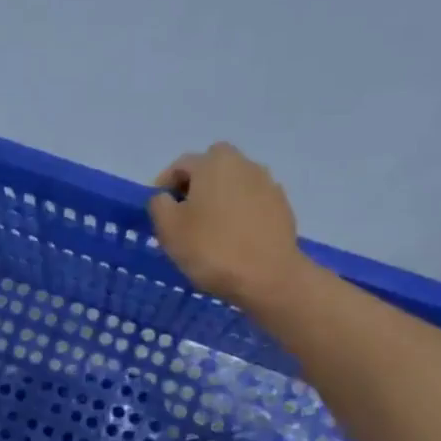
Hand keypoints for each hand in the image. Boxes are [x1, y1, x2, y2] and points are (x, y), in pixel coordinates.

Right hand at [148, 143, 306, 309]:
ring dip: (219, 199)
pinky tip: (234, 238)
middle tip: (184, 215)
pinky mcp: (282, 207)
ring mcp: (267, 184)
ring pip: (233, 184)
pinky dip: (240, 213)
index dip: (163, 187)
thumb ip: (159, 204)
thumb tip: (165, 198)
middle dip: (195, 187)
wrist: (268, 277)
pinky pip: (252, 203)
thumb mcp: (168, 228)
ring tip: (210, 230)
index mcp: (213, 163)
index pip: (180, 166)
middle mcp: (243, 163)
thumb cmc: (211, 249)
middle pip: (211, 168)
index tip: (158, 212)